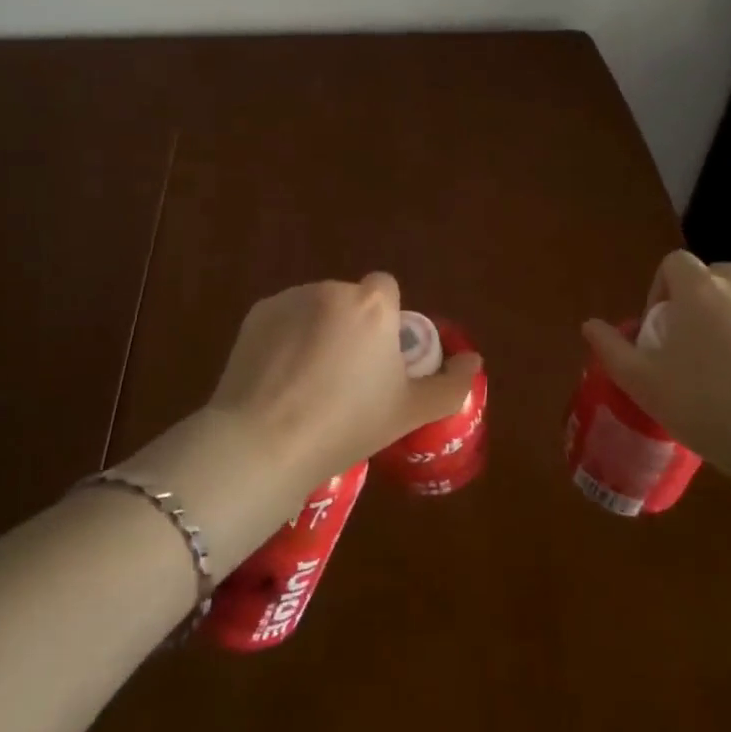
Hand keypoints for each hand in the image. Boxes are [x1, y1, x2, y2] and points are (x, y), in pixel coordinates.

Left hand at [208, 273, 481, 483]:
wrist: (265, 442)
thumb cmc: (347, 425)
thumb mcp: (409, 412)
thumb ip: (451, 385)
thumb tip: (473, 361)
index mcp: (373, 306)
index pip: (386, 289)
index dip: (385, 320)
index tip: (379, 358)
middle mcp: (332, 290)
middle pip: (350, 301)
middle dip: (350, 327)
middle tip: (345, 377)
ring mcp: (290, 298)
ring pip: (315, 308)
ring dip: (317, 330)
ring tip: (307, 382)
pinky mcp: (257, 313)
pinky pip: (283, 319)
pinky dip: (284, 338)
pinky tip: (278, 378)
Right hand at [581, 251, 730, 504]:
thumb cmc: (710, 406)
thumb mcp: (645, 384)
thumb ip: (612, 350)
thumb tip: (590, 325)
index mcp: (699, 289)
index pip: (674, 263)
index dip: (660, 289)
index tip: (659, 330)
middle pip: (712, 278)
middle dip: (697, 303)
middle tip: (689, 348)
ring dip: (730, 323)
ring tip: (725, 373)